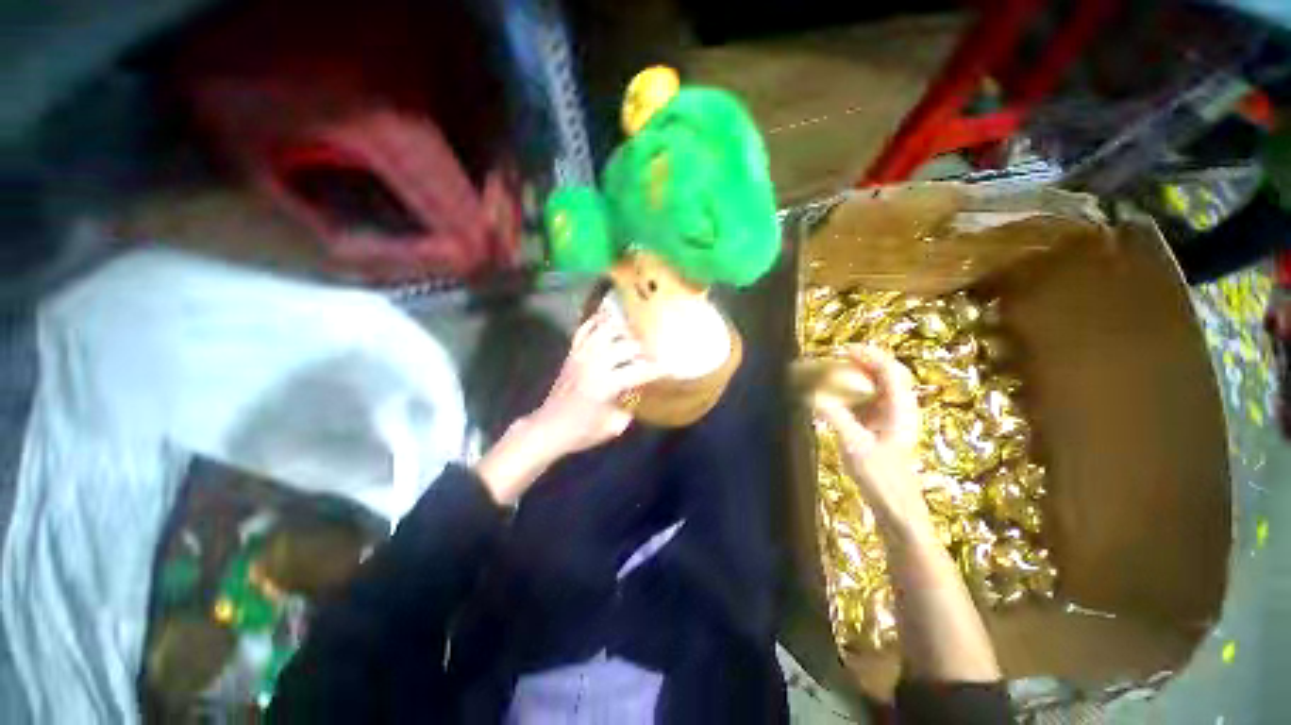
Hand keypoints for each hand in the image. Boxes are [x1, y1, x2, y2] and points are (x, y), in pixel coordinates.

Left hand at [475, 311, 660, 503]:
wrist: (548, 428)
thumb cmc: (581, 431)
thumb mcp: (613, 427)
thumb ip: (630, 408)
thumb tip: (636, 392)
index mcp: (607, 384)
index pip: (640, 370)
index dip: (658, 369)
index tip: (670, 368)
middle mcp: (595, 364)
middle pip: (626, 345)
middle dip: (643, 349)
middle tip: (651, 355)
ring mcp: (581, 355)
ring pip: (606, 331)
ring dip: (624, 331)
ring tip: (634, 335)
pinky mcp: (572, 354)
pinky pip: (584, 330)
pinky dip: (597, 321)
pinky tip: (608, 318)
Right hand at [813, 345, 927, 529]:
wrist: (895, 506)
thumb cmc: (881, 477)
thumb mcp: (854, 445)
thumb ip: (834, 416)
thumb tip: (811, 394)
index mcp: (901, 408)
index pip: (889, 369)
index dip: (867, 354)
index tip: (841, 349)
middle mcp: (900, 407)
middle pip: (884, 373)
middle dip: (860, 361)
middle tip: (833, 358)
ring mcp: (891, 417)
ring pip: (876, 385)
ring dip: (855, 374)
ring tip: (830, 371)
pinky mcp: (881, 426)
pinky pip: (867, 399)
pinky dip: (851, 391)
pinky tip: (834, 395)